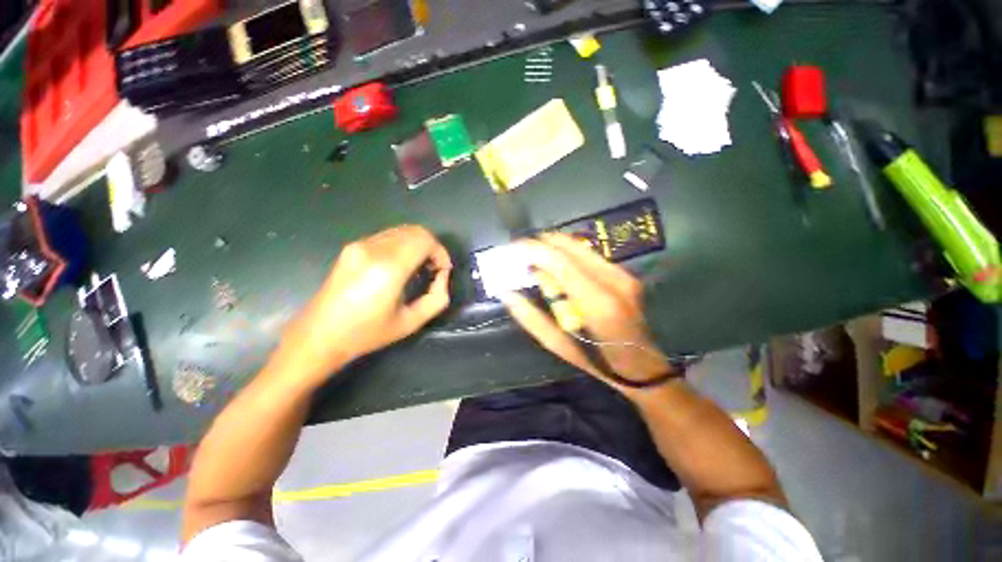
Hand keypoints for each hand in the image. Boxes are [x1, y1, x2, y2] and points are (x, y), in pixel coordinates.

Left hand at [280, 225, 451, 382]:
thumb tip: (442, 276)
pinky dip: (403, 245)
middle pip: (415, 231)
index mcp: (388, 268)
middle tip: (433, 270)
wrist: (318, 335)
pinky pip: (388, 236)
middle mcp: (373, 249)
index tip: (442, 271)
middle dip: (431, 248)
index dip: (440, 252)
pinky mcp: (352, 247)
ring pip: (402, 231)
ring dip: (417, 245)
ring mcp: (359, 245)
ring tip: (418, 269)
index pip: (425, 240)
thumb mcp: (411, 322)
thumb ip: (437, 298)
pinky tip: (400, 267)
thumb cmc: (366, 334)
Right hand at [500, 233, 671, 387]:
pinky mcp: (624, 273)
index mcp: (598, 303)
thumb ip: (530, 316)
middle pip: (569, 246)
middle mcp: (613, 280)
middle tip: (519, 252)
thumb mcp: (558, 344)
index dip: (532, 249)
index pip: (559, 261)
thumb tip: (507, 292)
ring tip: (533, 258)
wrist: (641, 366)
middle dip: (539, 243)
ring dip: (552, 247)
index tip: (511, 248)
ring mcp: (622, 274)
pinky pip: (587, 254)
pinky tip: (554, 266)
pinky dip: (565, 254)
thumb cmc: (597, 362)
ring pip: (579, 246)